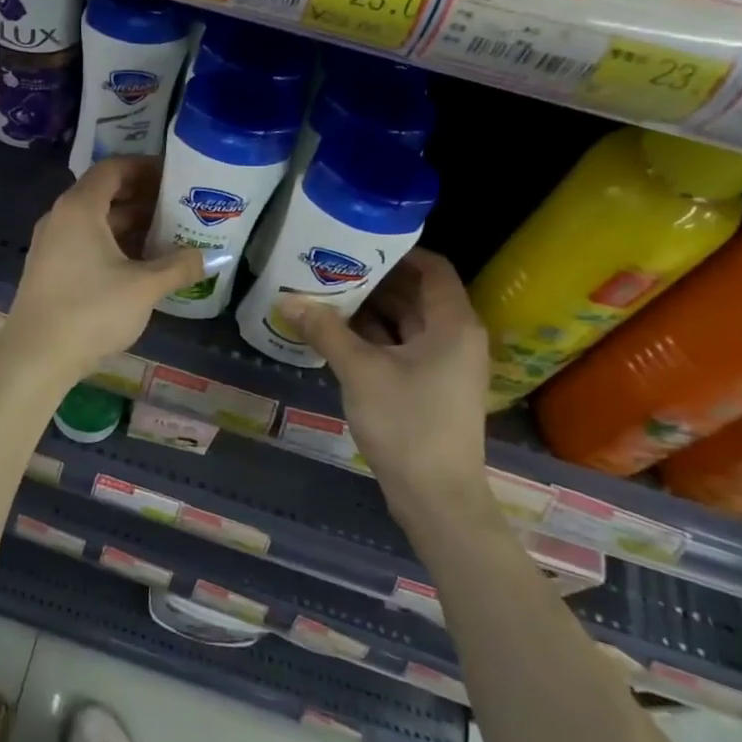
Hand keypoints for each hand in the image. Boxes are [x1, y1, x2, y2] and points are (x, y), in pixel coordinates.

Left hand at [0, 158, 207, 378]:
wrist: (36, 357)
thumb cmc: (91, 311)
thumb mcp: (143, 287)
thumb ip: (179, 266)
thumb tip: (211, 257)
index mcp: (79, 208)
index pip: (112, 169)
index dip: (143, 167)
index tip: (173, 175)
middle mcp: (60, 217)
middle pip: (103, 193)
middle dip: (141, 197)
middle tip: (177, 205)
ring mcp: (51, 244)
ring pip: (94, 220)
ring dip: (128, 223)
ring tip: (165, 234)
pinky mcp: (49, 269)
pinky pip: (84, 241)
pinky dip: (112, 243)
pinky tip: (138, 263)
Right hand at [286, 251, 490, 504]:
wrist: (437, 499)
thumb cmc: (407, 424)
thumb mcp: (360, 370)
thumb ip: (325, 330)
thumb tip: (286, 299)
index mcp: (453, 324)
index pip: (432, 267)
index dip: (398, 251)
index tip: (357, 242)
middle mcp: (455, 337)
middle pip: (416, 293)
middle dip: (374, 280)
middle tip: (330, 264)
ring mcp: (444, 364)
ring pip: (405, 322)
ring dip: (369, 309)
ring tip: (325, 292)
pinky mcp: (430, 387)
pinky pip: (401, 347)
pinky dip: (373, 337)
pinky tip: (336, 332)